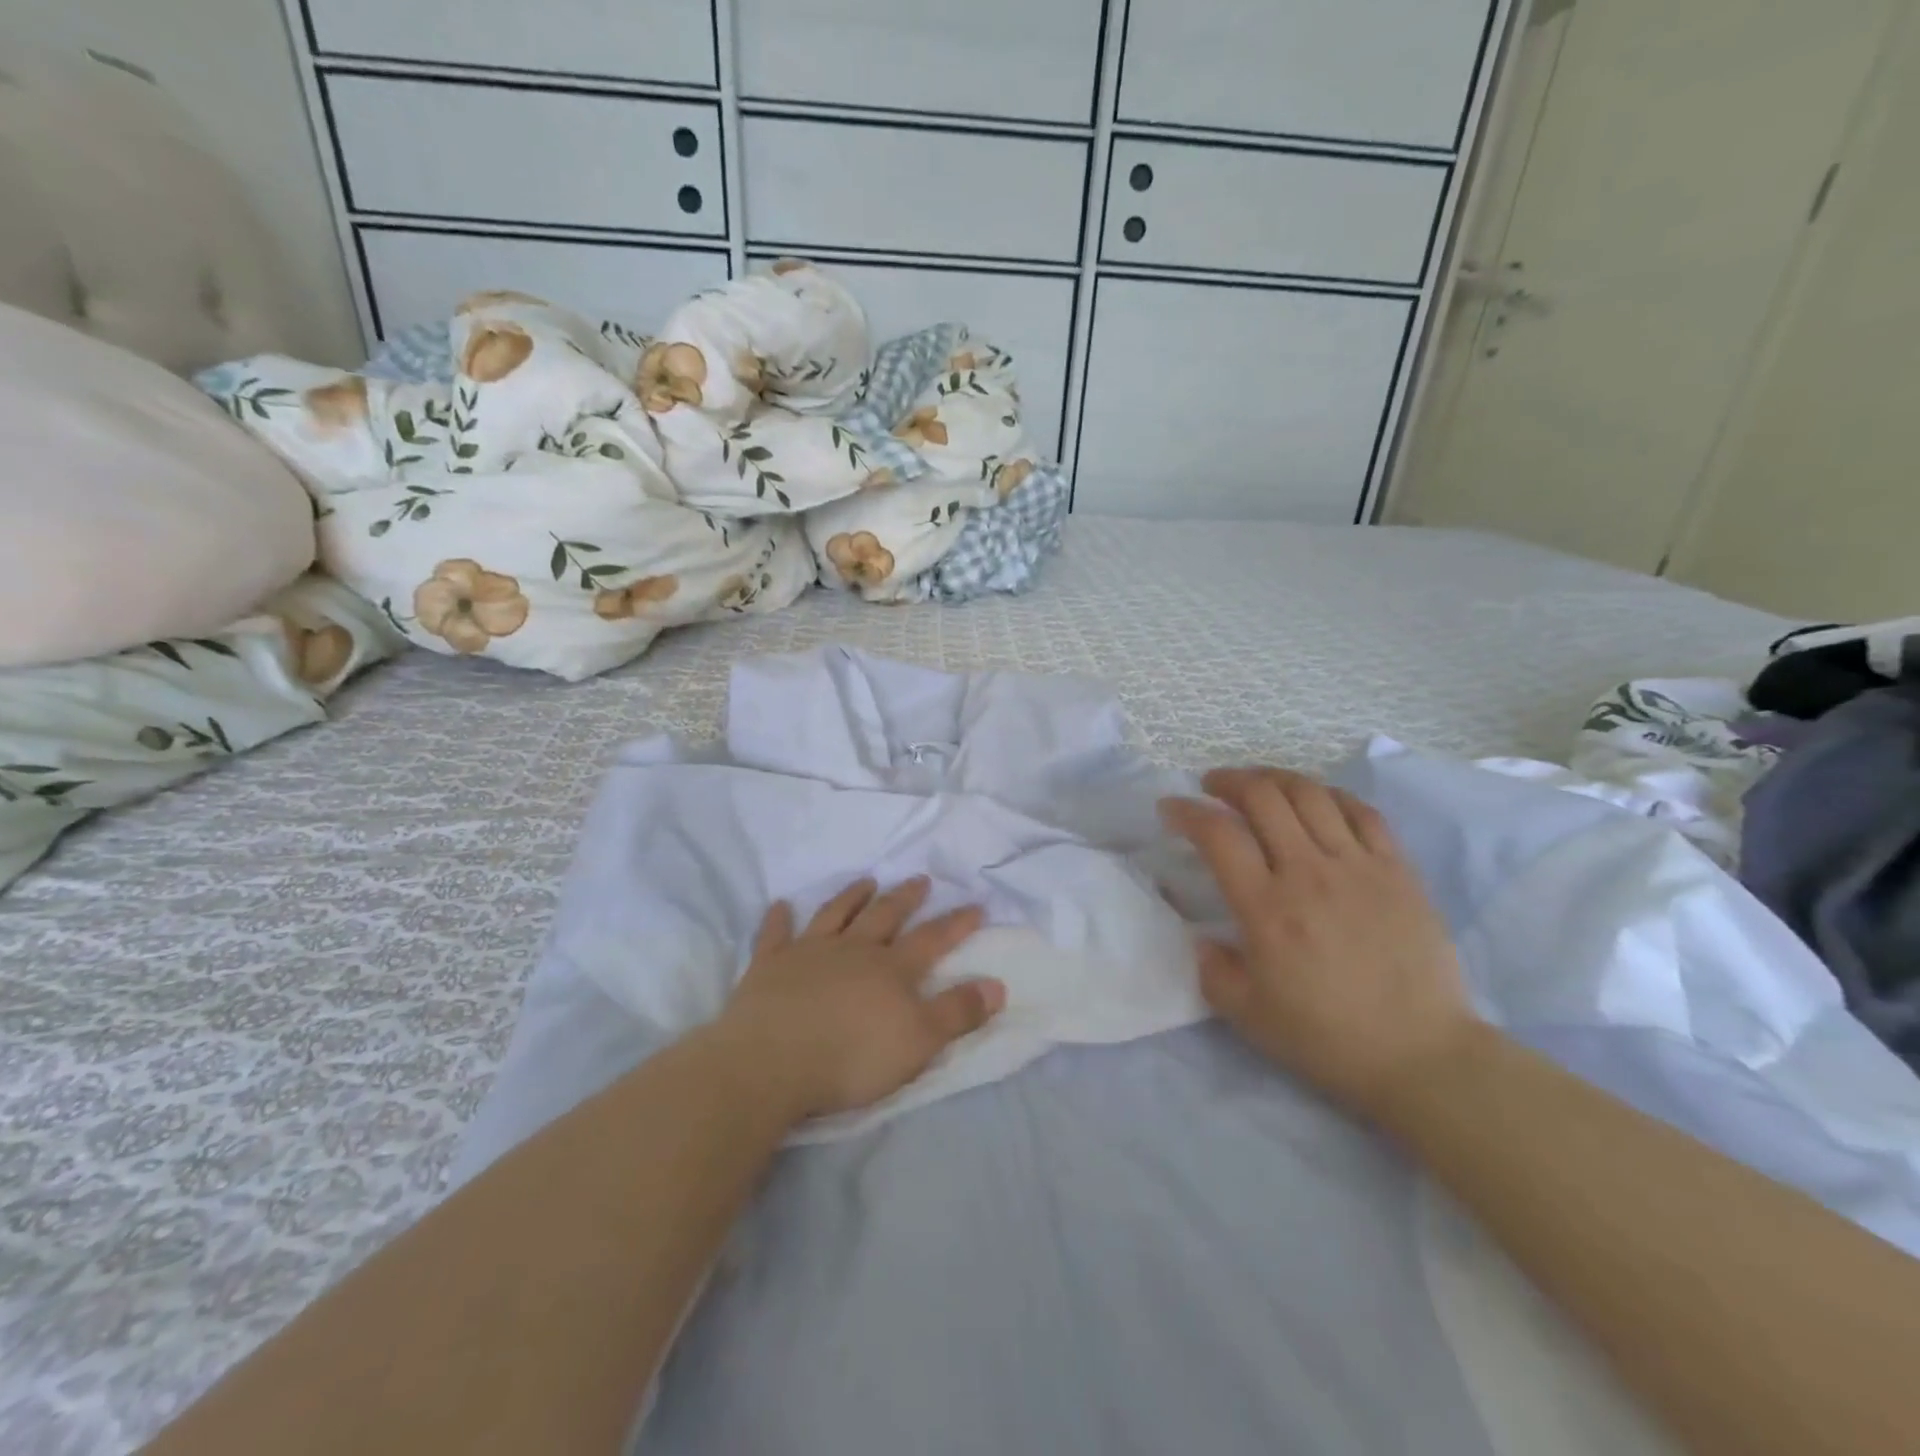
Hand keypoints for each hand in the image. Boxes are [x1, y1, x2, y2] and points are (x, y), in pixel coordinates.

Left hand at [713, 877, 1004, 1122]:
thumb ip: (958, 1012)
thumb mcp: (919, 1042)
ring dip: (852, 896)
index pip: (932, 939)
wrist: (772, 1062)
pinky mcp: (769, 965)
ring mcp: (809, 952)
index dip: (956, 923)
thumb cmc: (852, 1057)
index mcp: (891, 969)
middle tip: (920, 880)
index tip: (976, 905)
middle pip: (885, 916)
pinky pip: (775, 934)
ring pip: (835, 915)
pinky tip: (780, 905)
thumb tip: (997, 985)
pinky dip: (779, 919)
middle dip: (906, 898)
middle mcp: (853, 950)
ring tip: (866, 880)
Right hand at [1160, 768, 1478, 1124]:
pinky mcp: (1398, 871)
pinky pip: (1362, 812)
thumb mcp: (1247, 1015)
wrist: (1421, 1056)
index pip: (1217, 834)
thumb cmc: (1327, 1038)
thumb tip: (1202, 938)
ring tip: (1259, 784)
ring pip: (1311, 795)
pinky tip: (1317, 801)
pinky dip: (1331, 795)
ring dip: (1274, 778)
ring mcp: (1359, 867)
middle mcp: (1309, 874)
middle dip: (1228, 781)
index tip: (1171, 808)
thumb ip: (1212, 969)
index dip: (1186, 811)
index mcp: (1267, 909)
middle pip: (1263, 797)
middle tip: (1212, 786)